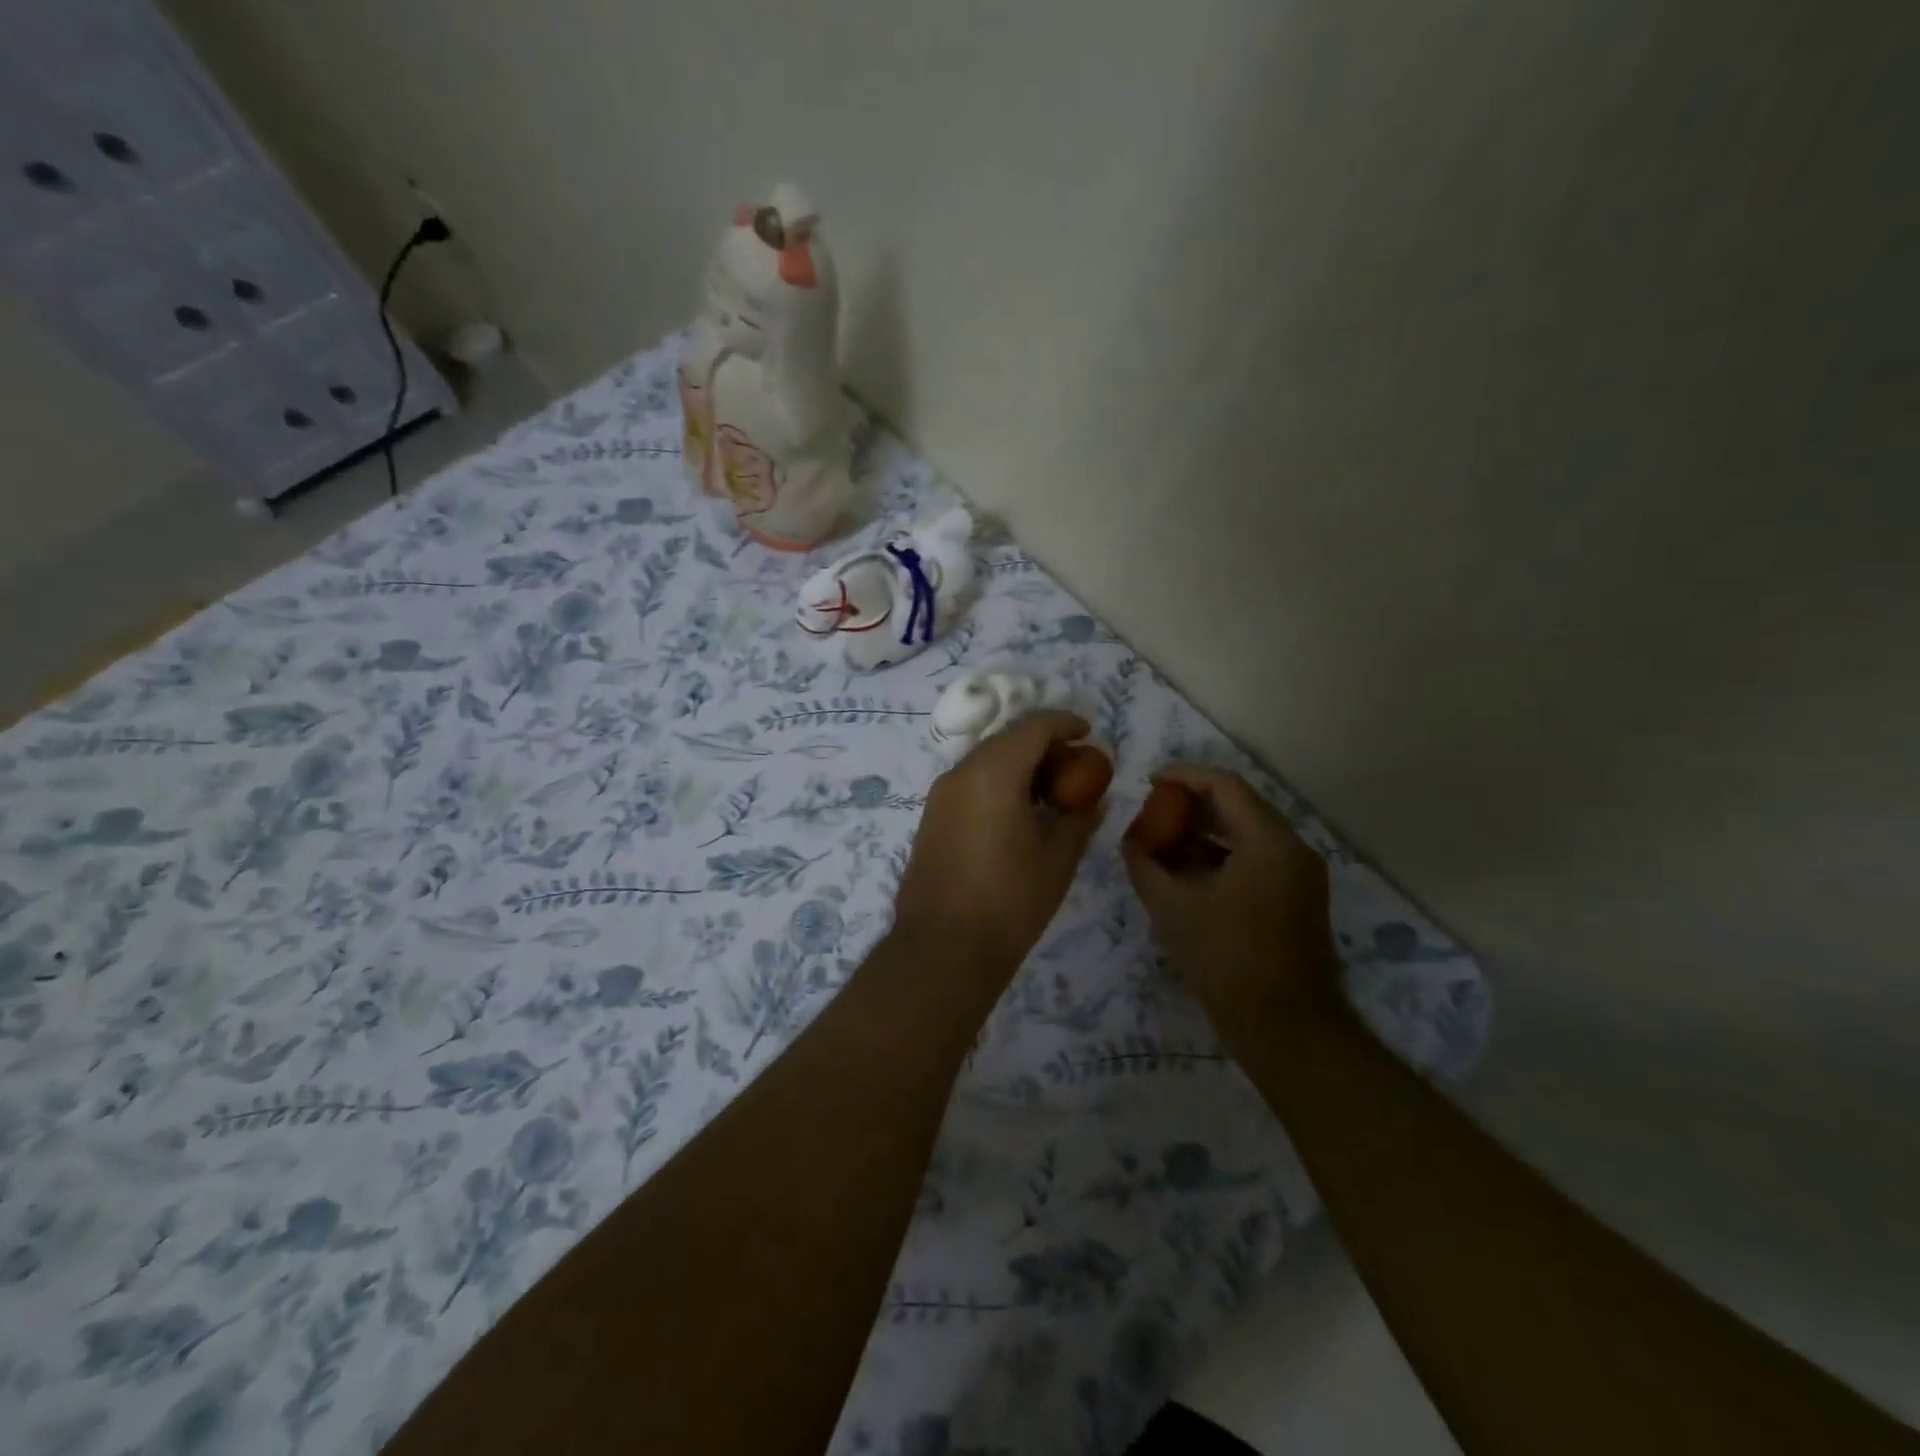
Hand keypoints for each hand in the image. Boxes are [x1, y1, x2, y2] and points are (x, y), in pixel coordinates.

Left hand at [893, 711, 1102, 974]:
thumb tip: (1094, 800)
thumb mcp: (1057, 860)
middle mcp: (961, 773)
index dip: (1065, 723)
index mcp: (993, 773)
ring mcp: (940, 795)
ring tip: (1050, 793)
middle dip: (1043, 744)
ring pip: (986, 760)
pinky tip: (1019, 813)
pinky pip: (970, 783)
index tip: (1089, 733)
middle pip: (1007, 739)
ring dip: (1019, 764)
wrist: (942, 948)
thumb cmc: (1009, 902)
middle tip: (1074, 767)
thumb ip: (1079, 820)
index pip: (1033, 727)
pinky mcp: (931, 817)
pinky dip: (998, 783)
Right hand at [1122, 765, 1341, 1029]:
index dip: (1184, 776)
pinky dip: (1222, 856)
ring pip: (1247, 833)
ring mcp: (1299, 874)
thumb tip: (1130, 842)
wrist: (1288, 1029)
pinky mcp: (1297, 897)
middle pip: (1239, 806)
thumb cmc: (1228, 963)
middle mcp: (1292, 848)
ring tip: (1163, 840)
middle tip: (1153, 810)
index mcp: (1269, 842)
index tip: (1150, 781)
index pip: (1225, 786)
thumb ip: (1146, 867)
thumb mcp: (1174, 911)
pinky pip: (1256, 858)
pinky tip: (1188, 871)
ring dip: (1206, 831)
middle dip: (1192, 804)